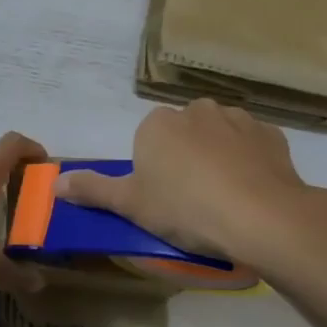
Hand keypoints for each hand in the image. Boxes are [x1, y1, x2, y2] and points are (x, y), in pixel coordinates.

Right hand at [54, 100, 326, 270]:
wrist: (261, 217)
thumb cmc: (185, 208)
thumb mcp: (130, 205)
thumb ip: (92, 190)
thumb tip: (55, 184)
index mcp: (158, 124)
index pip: (147, 141)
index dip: (152, 171)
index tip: (162, 200)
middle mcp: (196, 110)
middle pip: (182, 135)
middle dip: (184, 159)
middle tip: (189, 202)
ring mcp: (238, 119)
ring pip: (218, 137)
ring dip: (217, 158)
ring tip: (223, 198)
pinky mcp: (272, 135)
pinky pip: (251, 146)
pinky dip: (248, 162)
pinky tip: (250, 191)